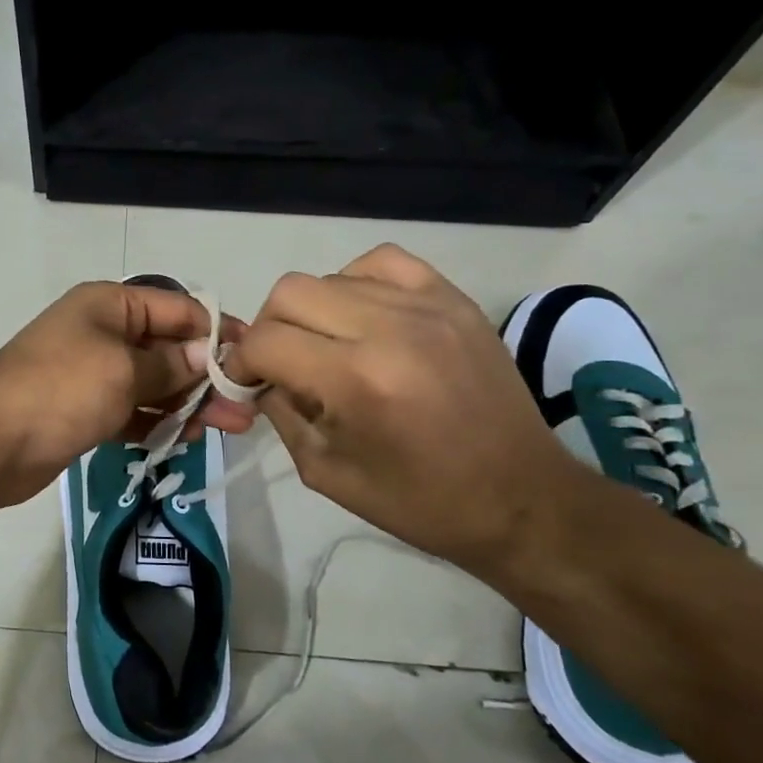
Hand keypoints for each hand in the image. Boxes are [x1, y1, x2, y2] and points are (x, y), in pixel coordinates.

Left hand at [0, 282, 257, 510]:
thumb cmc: (60, 390)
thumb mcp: (122, 370)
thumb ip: (169, 364)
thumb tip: (209, 356)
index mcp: (108, 305)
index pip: (176, 308)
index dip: (216, 331)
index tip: (253, 357)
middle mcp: (101, 332)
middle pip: (167, 348)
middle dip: (206, 375)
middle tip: (245, 408)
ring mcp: (91, 373)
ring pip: (152, 383)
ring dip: (185, 403)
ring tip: (225, 428)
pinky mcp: (84, 411)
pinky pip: (131, 411)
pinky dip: (155, 422)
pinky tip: (183, 438)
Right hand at [228, 244, 588, 580]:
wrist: (522, 498)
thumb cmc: (421, 501)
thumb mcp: (326, 472)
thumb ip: (282, 414)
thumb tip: (262, 378)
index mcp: (355, 380)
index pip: (265, 341)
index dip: (241, 361)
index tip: (246, 381)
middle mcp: (388, 328)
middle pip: (290, 293)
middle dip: (269, 329)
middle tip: (281, 363)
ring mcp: (426, 305)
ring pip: (331, 276)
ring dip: (311, 311)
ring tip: (326, 345)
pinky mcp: (453, 299)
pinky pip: (383, 262)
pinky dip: (356, 283)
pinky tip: (363, 315)